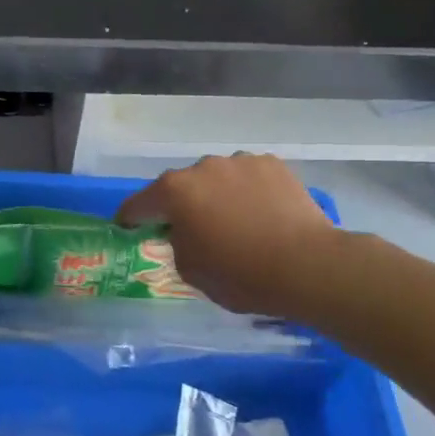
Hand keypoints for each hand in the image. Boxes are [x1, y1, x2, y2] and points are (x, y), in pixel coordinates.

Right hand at [117, 153, 340, 317]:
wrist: (307, 266)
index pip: (139, 203)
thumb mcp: (190, 270)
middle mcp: (203, 167)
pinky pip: (248, 178)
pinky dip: (247, 192)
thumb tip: (186, 231)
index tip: (127, 227)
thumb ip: (177, 243)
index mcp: (174, 191)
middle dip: (181, 205)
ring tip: (234, 222)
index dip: (130, 218)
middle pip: (181, 187)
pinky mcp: (273, 165)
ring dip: (216, 196)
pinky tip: (261, 215)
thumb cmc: (240, 274)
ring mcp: (241, 161)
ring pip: (217, 179)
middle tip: (191, 230)